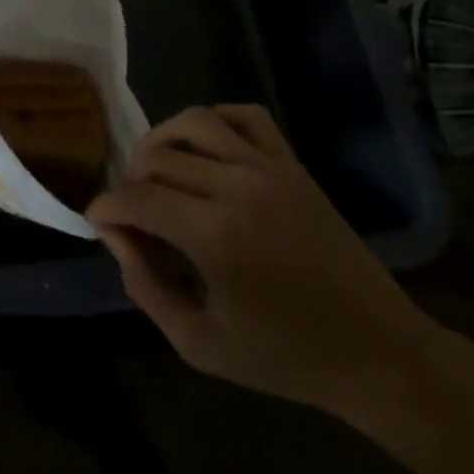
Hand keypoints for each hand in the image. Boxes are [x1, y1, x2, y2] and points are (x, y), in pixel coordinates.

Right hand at [87, 105, 439, 422]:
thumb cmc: (284, 357)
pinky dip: (215, 120)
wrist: (375, 350)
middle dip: (130, 180)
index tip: (98, 221)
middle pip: (158, 157)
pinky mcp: (292, 162)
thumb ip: (145, 287)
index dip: (105, 207)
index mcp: (213, 235)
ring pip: (195, 121)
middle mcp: (237, 185)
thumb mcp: (200, 343)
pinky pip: (245, 116)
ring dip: (163, 140)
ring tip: (157, 171)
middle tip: (132, 212)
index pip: (135, 197)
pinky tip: (205, 148)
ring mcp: (269, 167)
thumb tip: (115, 234)